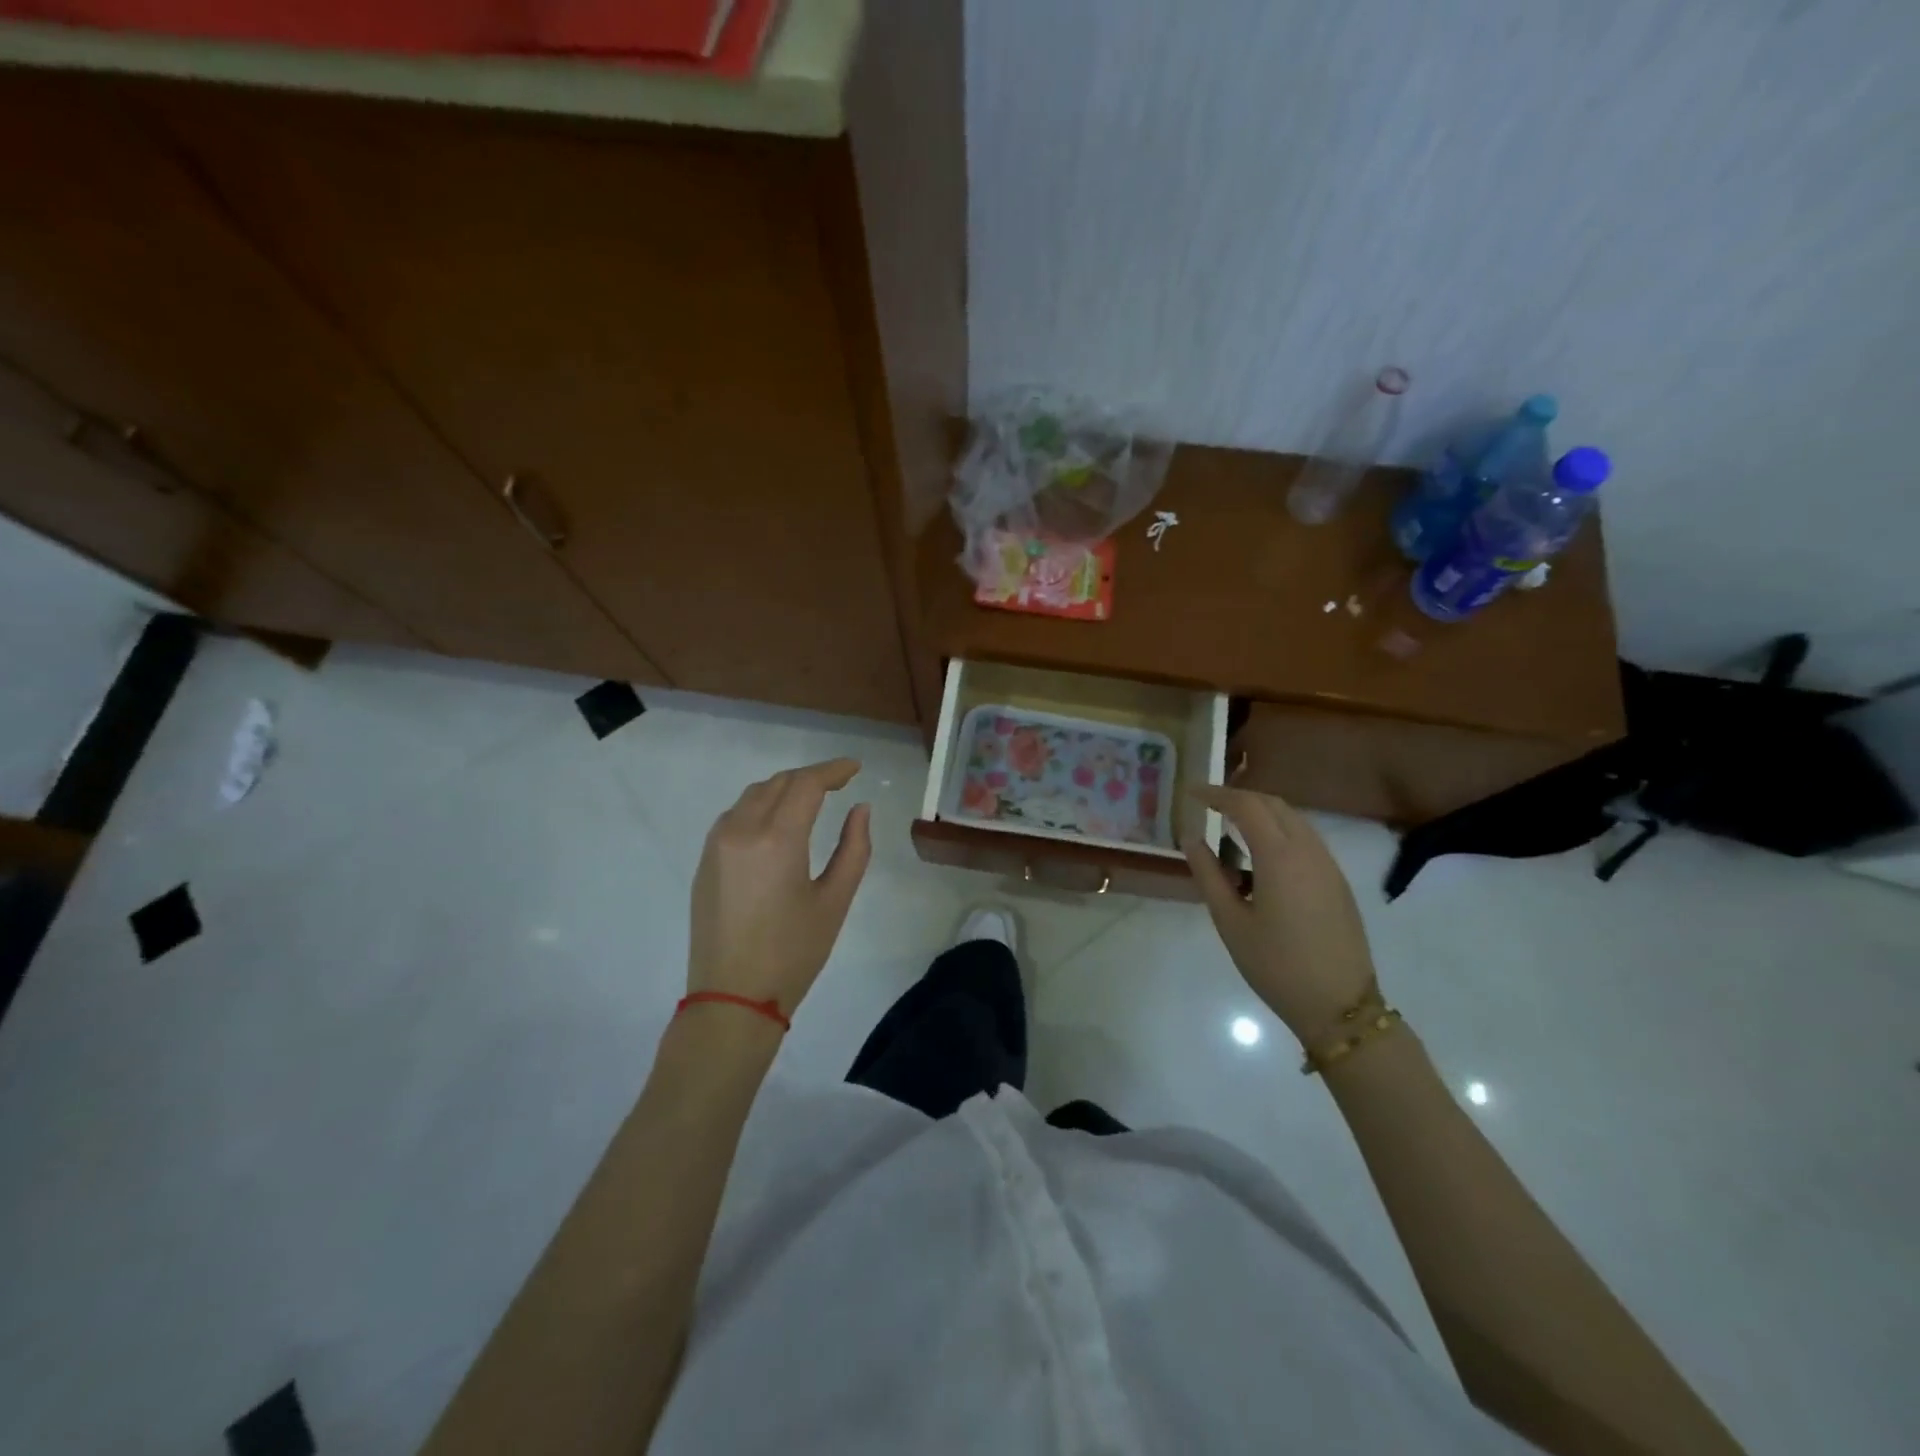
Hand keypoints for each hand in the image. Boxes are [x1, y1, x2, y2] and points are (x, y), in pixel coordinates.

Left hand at [687, 759, 872, 1018]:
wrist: (732, 999)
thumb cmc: (793, 953)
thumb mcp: (835, 901)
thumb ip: (854, 848)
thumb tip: (860, 809)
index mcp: (777, 839)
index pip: (806, 784)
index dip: (833, 770)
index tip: (855, 769)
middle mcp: (741, 830)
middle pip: (778, 783)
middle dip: (810, 777)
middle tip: (839, 784)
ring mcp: (716, 844)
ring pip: (753, 795)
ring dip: (783, 789)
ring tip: (811, 800)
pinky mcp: (704, 861)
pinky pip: (735, 815)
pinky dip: (760, 806)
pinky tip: (777, 823)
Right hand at [1182, 785, 1377, 1044]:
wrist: (1340, 1006)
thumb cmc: (1276, 965)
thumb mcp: (1230, 921)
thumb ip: (1208, 874)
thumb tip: (1191, 839)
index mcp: (1280, 856)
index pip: (1246, 805)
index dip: (1217, 794)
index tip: (1191, 792)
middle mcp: (1309, 850)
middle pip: (1274, 804)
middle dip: (1240, 798)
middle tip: (1209, 806)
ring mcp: (1328, 865)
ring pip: (1294, 820)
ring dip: (1262, 814)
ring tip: (1230, 828)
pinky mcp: (1337, 882)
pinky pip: (1306, 840)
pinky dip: (1279, 832)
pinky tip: (1260, 858)